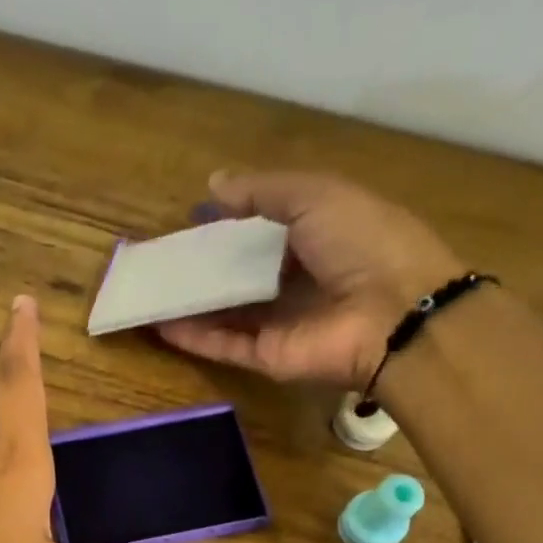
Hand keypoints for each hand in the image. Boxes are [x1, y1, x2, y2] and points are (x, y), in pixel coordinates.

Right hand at [156, 171, 462, 389]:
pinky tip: (159, 324)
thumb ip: (261, 192)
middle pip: (241, 275)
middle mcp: (297, 281)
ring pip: (226, 313)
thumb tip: (212, 185)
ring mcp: (281, 323)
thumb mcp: (314, 195)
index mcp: (318, 237)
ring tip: (149, 291)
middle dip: (205, 267)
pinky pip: (224, 345)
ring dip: (190, 303)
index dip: (230, 224)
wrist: (393, 313)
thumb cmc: (362, 240)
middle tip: (162, 259)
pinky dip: (193, 337)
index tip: (193, 220)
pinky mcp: (268, 357)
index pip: (265, 231)